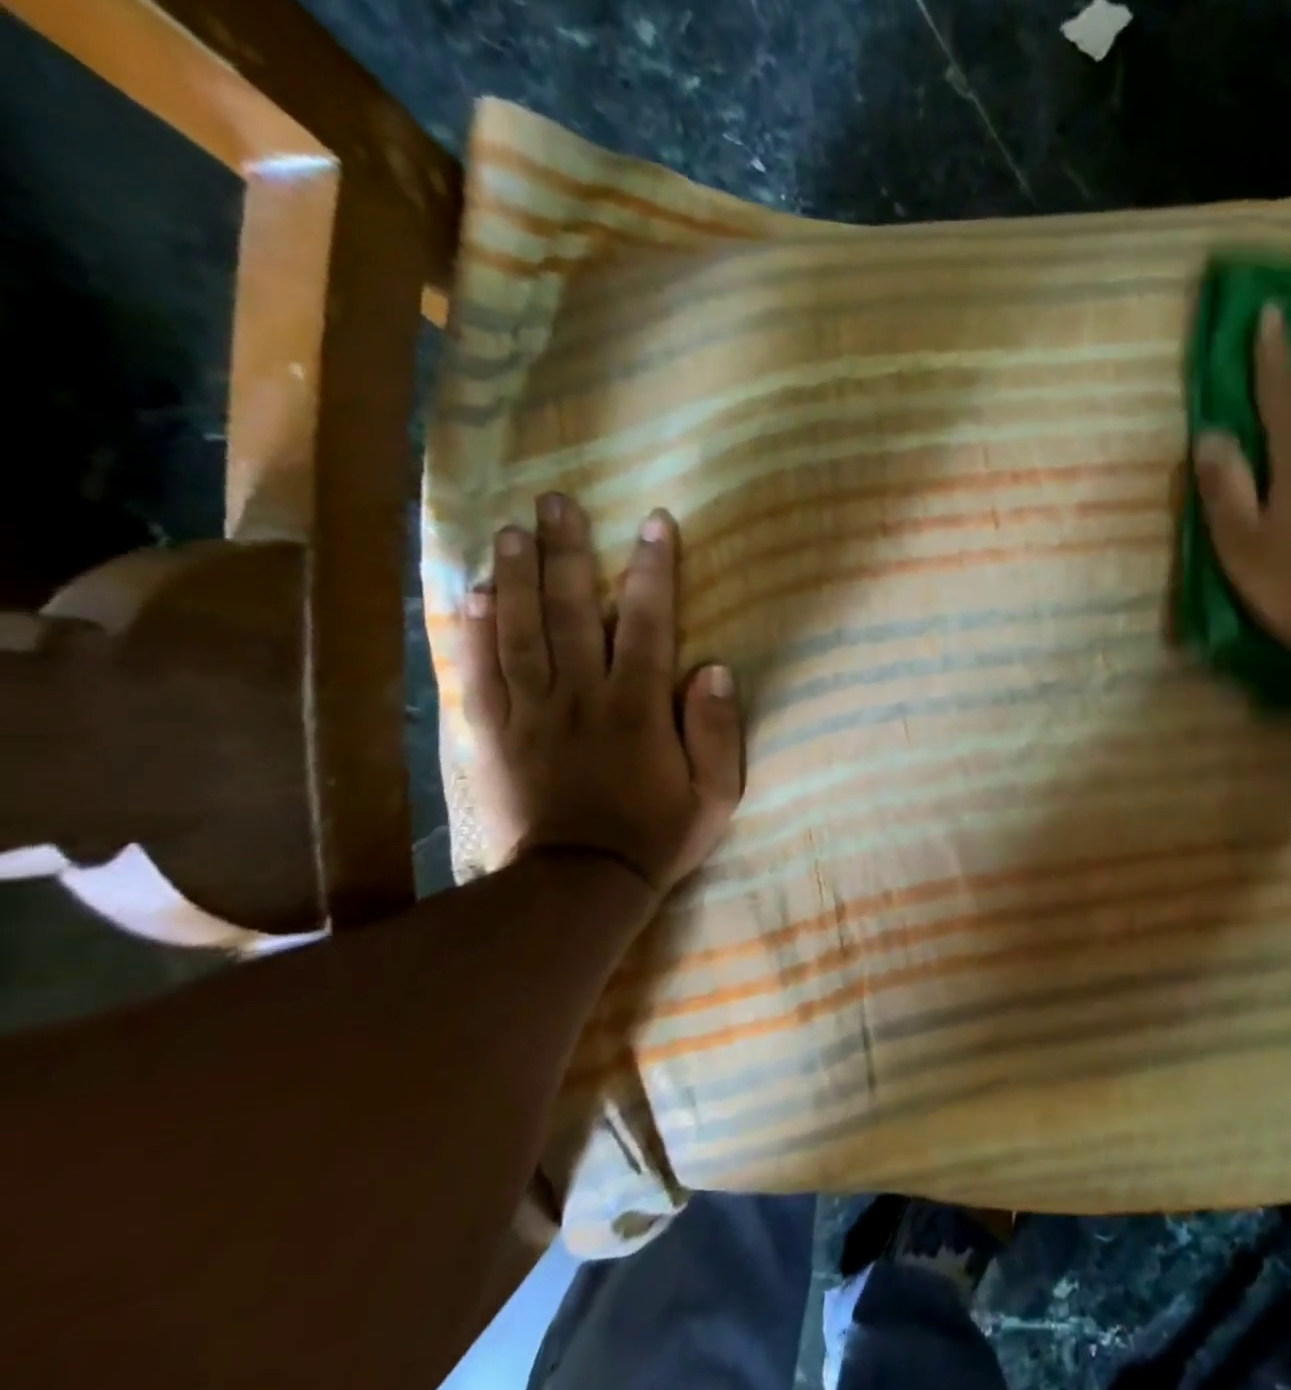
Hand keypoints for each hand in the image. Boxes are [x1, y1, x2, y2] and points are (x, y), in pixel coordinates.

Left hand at [456, 493, 742, 896]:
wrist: (578, 888)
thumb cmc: (657, 838)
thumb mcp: (715, 795)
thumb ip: (718, 732)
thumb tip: (716, 668)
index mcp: (638, 708)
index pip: (649, 624)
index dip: (654, 570)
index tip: (654, 522)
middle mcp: (581, 697)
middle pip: (574, 611)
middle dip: (568, 552)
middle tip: (556, 501)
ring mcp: (532, 713)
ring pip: (521, 631)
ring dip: (518, 576)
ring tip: (511, 530)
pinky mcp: (494, 735)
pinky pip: (480, 674)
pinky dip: (474, 632)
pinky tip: (472, 595)